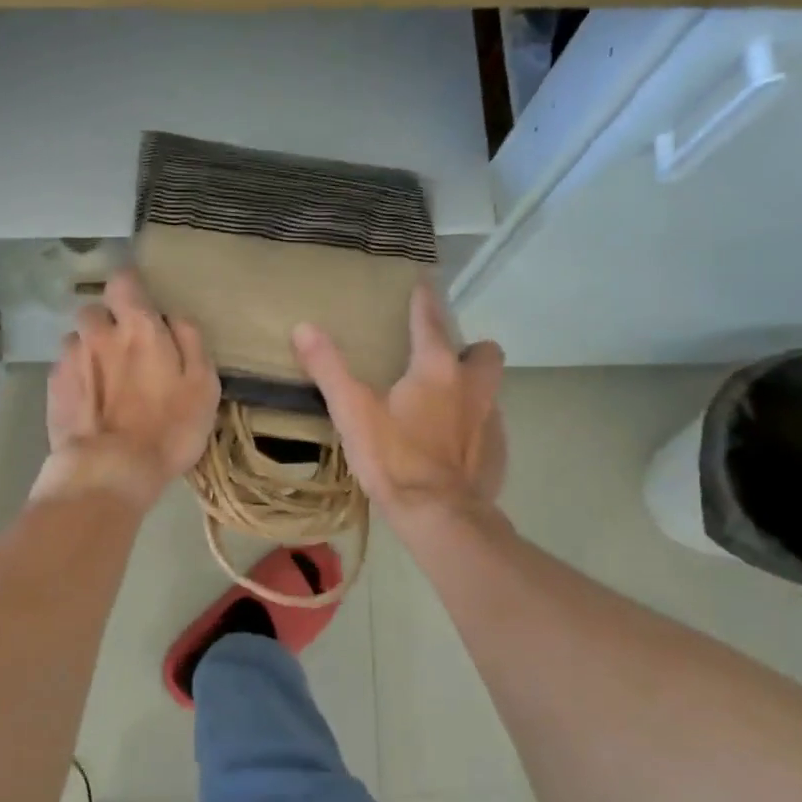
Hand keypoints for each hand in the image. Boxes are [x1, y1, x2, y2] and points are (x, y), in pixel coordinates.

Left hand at [31, 270, 221, 508]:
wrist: (110, 471)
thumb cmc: (168, 429)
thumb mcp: (203, 386)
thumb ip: (191, 343)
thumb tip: (174, 317)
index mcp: (138, 327)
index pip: (124, 280)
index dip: (130, 287)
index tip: (138, 303)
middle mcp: (98, 333)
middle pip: (94, 310)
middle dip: (106, 322)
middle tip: (123, 349)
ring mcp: (70, 359)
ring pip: (76, 339)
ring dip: (88, 350)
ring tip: (103, 380)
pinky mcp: (53, 387)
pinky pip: (64, 368)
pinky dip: (76, 377)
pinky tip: (88, 402)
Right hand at [292, 282, 506, 519]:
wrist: (440, 516)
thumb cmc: (394, 458)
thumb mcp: (352, 411)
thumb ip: (328, 368)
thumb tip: (303, 327)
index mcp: (437, 368)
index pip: (431, 320)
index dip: (425, 300)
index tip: (424, 285)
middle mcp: (473, 387)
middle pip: (484, 352)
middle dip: (468, 350)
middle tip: (440, 362)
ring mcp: (490, 420)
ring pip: (488, 390)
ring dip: (470, 389)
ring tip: (441, 405)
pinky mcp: (497, 452)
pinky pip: (488, 427)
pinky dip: (472, 428)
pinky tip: (449, 446)